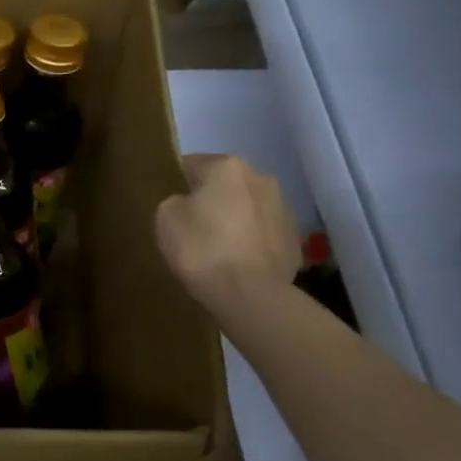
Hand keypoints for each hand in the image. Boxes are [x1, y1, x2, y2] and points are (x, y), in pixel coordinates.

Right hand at [156, 154, 300, 312]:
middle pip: (224, 185)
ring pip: (247, 208)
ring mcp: (283, 209)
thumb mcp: (166, 218)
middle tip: (191, 229)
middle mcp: (261, 178)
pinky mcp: (294, 239)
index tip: (169, 207)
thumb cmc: (203, 249)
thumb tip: (186, 203)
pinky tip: (237, 264)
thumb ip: (174, 201)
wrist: (250, 295)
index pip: (191, 164)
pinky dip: (250, 243)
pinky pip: (263, 234)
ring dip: (233, 220)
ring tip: (217, 250)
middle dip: (210, 201)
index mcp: (227, 166)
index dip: (176, 184)